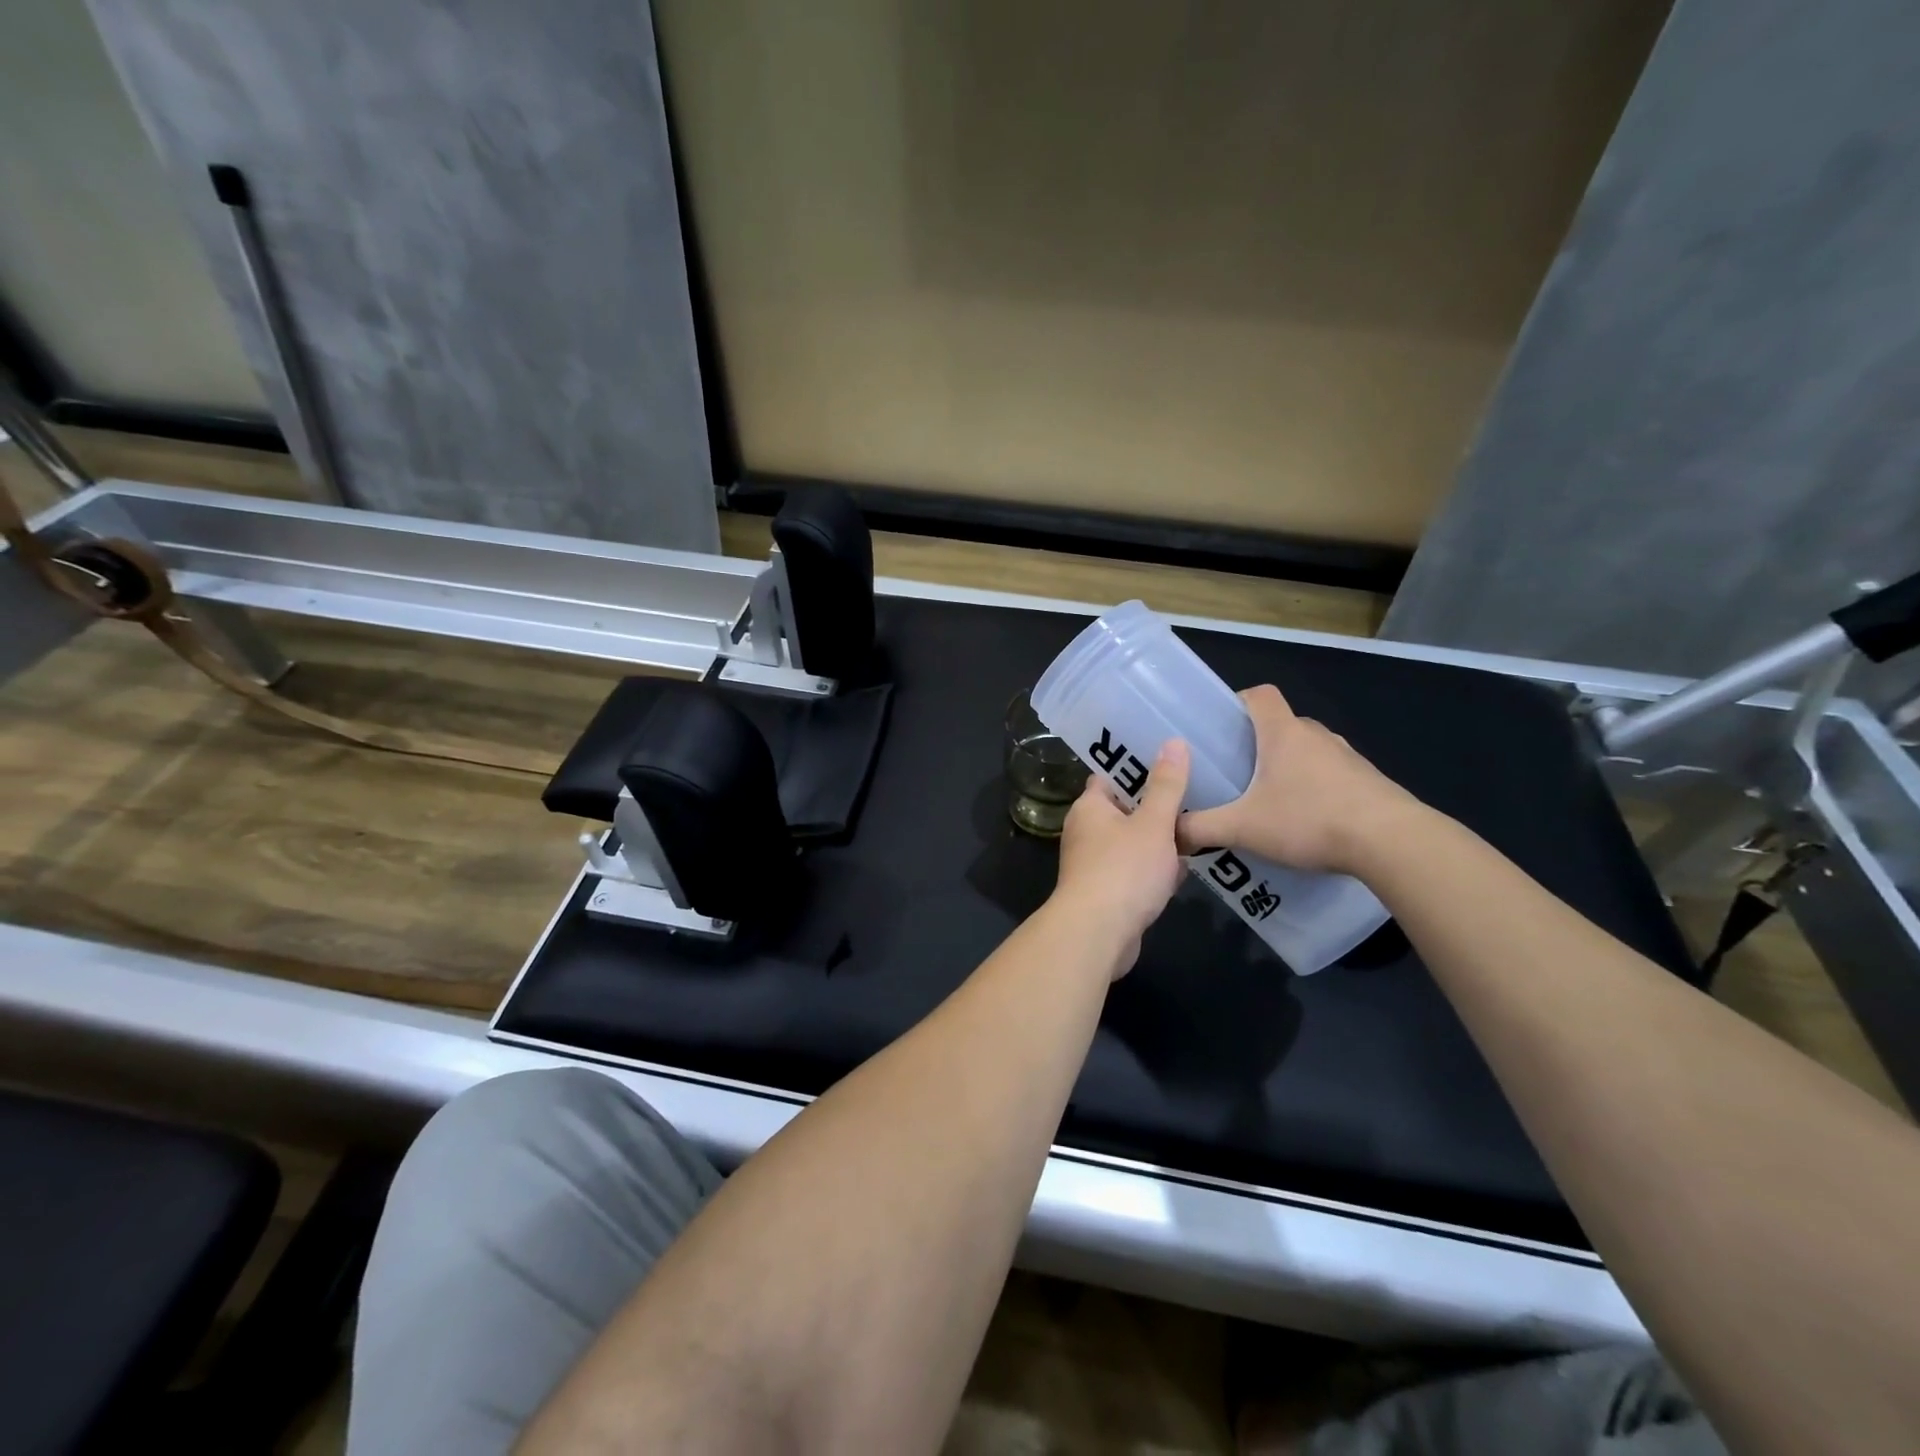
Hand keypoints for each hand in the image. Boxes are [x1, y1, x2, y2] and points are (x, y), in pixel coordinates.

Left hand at [1052, 740, 1190, 975]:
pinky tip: (1182, 872)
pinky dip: (1155, 871)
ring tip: (1197, 829)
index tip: (1169, 759)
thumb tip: (1173, 741)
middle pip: (1124, 810)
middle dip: (1156, 807)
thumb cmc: (1124, 869)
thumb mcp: (1153, 823)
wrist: (1098, 934)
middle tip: (1195, 794)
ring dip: (1159, 841)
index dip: (1137, 766)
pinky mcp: (1106, 893)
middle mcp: (1086, 832)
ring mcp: (1094, 864)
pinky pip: (1134, 872)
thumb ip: (1167, 786)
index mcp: (1090, 807)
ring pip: (1132, 843)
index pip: (1110, 776)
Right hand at [1176, 685, 1418, 875]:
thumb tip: (1169, 833)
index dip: (1238, 702)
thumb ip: (1201, 828)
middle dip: (1257, 744)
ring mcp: (1347, 756)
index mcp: (1283, 732)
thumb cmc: (1309, 819)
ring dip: (1288, 768)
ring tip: (1269, 802)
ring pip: (1307, 751)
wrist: (1392, 842)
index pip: (1259, 694)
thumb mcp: (1243, 828)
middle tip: (1235, 774)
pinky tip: (1307, 822)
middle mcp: (1316, 735)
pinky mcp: (1369, 781)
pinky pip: (1331, 775)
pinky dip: (1316, 789)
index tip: (1221, 726)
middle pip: (1281, 725)